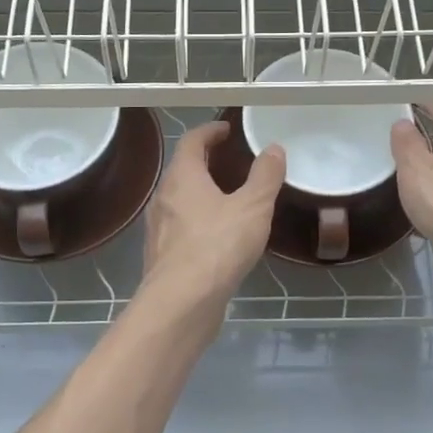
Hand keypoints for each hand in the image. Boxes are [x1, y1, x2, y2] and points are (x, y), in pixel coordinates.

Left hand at [142, 119, 285, 315]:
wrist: (181, 303)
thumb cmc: (217, 246)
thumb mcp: (252, 207)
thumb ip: (265, 176)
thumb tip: (274, 148)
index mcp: (182, 177)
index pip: (191, 141)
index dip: (209, 132)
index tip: (226, 130)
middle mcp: (164, 197)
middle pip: (182, 169)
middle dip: (205, 161)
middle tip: (229, 160)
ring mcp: (159, 228)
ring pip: (179, 200)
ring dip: (200, 192)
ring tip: (227, 197)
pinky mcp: (162, 256)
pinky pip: (181, 227)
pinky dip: (197, 220)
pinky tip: (217, 236)